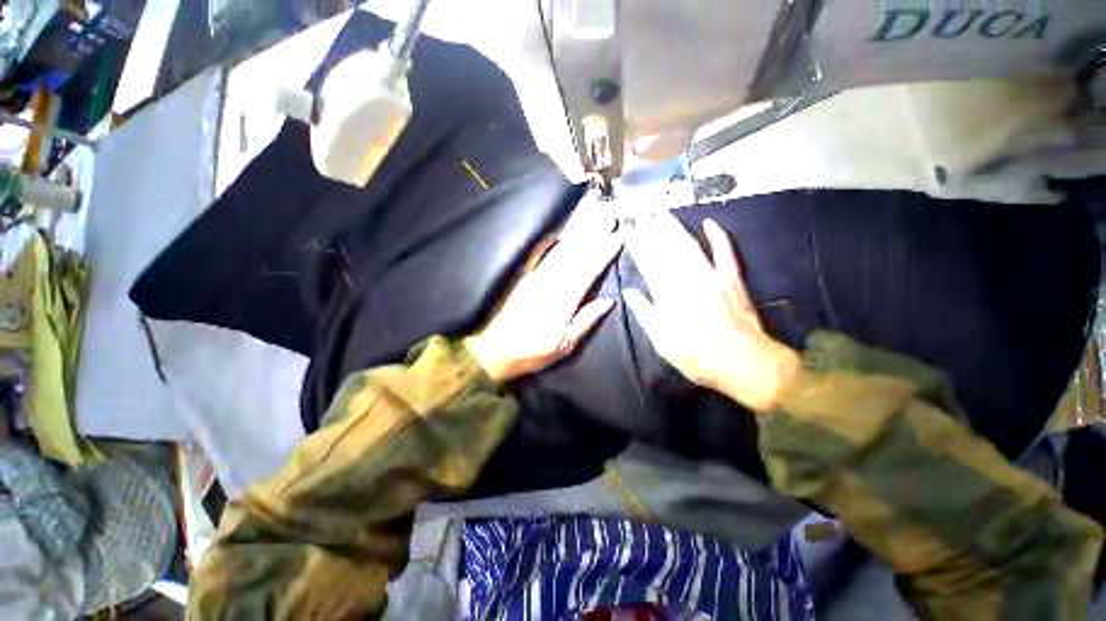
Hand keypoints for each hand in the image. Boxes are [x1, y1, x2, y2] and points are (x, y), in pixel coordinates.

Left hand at [465, 232, 621, 381]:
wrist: (494, 350)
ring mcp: (535, 278)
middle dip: (594, 235)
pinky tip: (561, 232)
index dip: (603, 254)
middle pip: (575, 255)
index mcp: (561, 302)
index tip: (618, 239)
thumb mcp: (564, 346)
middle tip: (610, 216)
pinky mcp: (525, 277)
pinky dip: (553, 241)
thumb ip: (586, 321)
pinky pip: (542, 254)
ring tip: (593, 219)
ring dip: (579, 234)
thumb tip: (608, 301)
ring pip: (561, 251)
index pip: (587, 272)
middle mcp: (549, 284)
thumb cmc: (532, 352)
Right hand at [623, 212, 799, 411]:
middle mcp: (689, 281)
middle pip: (668, 250)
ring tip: (662, 214)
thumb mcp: (663, 342)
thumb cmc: (698, 357)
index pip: (649, 265)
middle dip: (653, 231)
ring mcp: (713, 277)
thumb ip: (645, 314)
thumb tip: (629, 293)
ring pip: (690, 247)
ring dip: (675, 229)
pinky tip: (709, 222)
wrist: (745, 363)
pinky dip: (718, 236)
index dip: (637, 248)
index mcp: (669, 297)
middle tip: (642, 214)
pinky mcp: (732, 279)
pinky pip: (725, 252)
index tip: (628, 233)